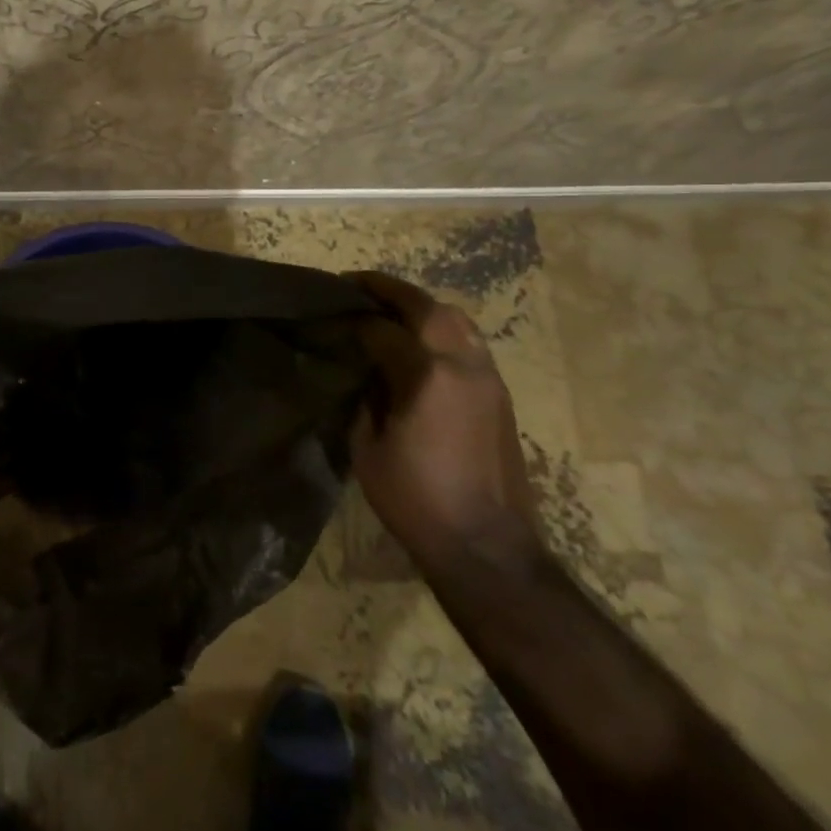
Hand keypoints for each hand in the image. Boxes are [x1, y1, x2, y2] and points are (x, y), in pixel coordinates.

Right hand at [345, 272, 542, 577]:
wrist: (485, 544)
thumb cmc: (415, 499)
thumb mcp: (368, 447)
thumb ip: (366, 396)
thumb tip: (366, 369)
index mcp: (426, 376)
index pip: (382, 329)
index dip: (353, 318)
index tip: (330, 312)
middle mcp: (463, 365)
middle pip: (427, 308)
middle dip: (390, 291)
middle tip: (358, 285)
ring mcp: (488, 378)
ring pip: (456, 320)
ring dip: (421, 306)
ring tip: (390, 308)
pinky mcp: (500, 394)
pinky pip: (469, 342)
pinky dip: (442, 329)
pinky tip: (421, 342)